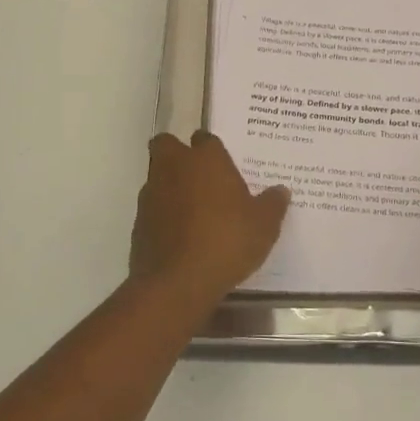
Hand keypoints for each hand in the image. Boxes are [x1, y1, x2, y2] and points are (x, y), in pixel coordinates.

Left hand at [128, 132, 289, 305]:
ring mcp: (152, 193)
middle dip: (177, 154)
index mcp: (206, 159)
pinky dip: (162, 215)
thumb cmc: (227, 241)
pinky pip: (152, 208)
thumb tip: (281, 190)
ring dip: (170, 186)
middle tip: (198, 176)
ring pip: (157, 176)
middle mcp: (174, 167)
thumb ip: (272, 204)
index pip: (206, 139)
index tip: (224, 166)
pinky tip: (180, 236)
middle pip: (167, 145)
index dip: (212, 150)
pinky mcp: (138, 222)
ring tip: (192, 211)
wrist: (178, 282)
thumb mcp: (264, 226)